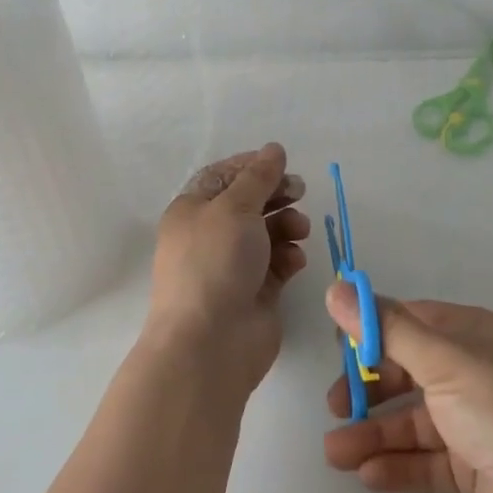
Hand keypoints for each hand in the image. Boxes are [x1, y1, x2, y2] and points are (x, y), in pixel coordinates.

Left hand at [147, 144, 310, 398]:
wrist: (210, 343)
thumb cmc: (215, 262)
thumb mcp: (236, 207)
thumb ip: (259, 176)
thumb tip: (274, 149)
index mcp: (193, 210)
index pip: (223, 176)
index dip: (252, 166)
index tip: (281, 163)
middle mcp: (211, 235)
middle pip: (249, 203)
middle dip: (276, 194)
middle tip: (299, 190)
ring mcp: (233, 265)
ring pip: (267, 232)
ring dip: (287, 224)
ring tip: (300, 229)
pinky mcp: (255, 291)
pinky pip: (277, 263)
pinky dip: (288, 256)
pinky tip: (295, 260)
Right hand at [323, 286, 492, 492]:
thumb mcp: (443, 362)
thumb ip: (386, 329)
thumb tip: (335, 289)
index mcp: (473, 334)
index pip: (411, 322)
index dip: (372, 332)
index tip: (337, 350)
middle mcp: (476, 372)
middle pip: (410, 372)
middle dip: (369, 388)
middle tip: (333, 407)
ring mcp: (479, 423)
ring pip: (416, 421)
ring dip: (375, 433)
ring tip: (336, 453)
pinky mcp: (480, 470)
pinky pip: (430, 462)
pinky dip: (400, 466)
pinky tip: (369, 475)